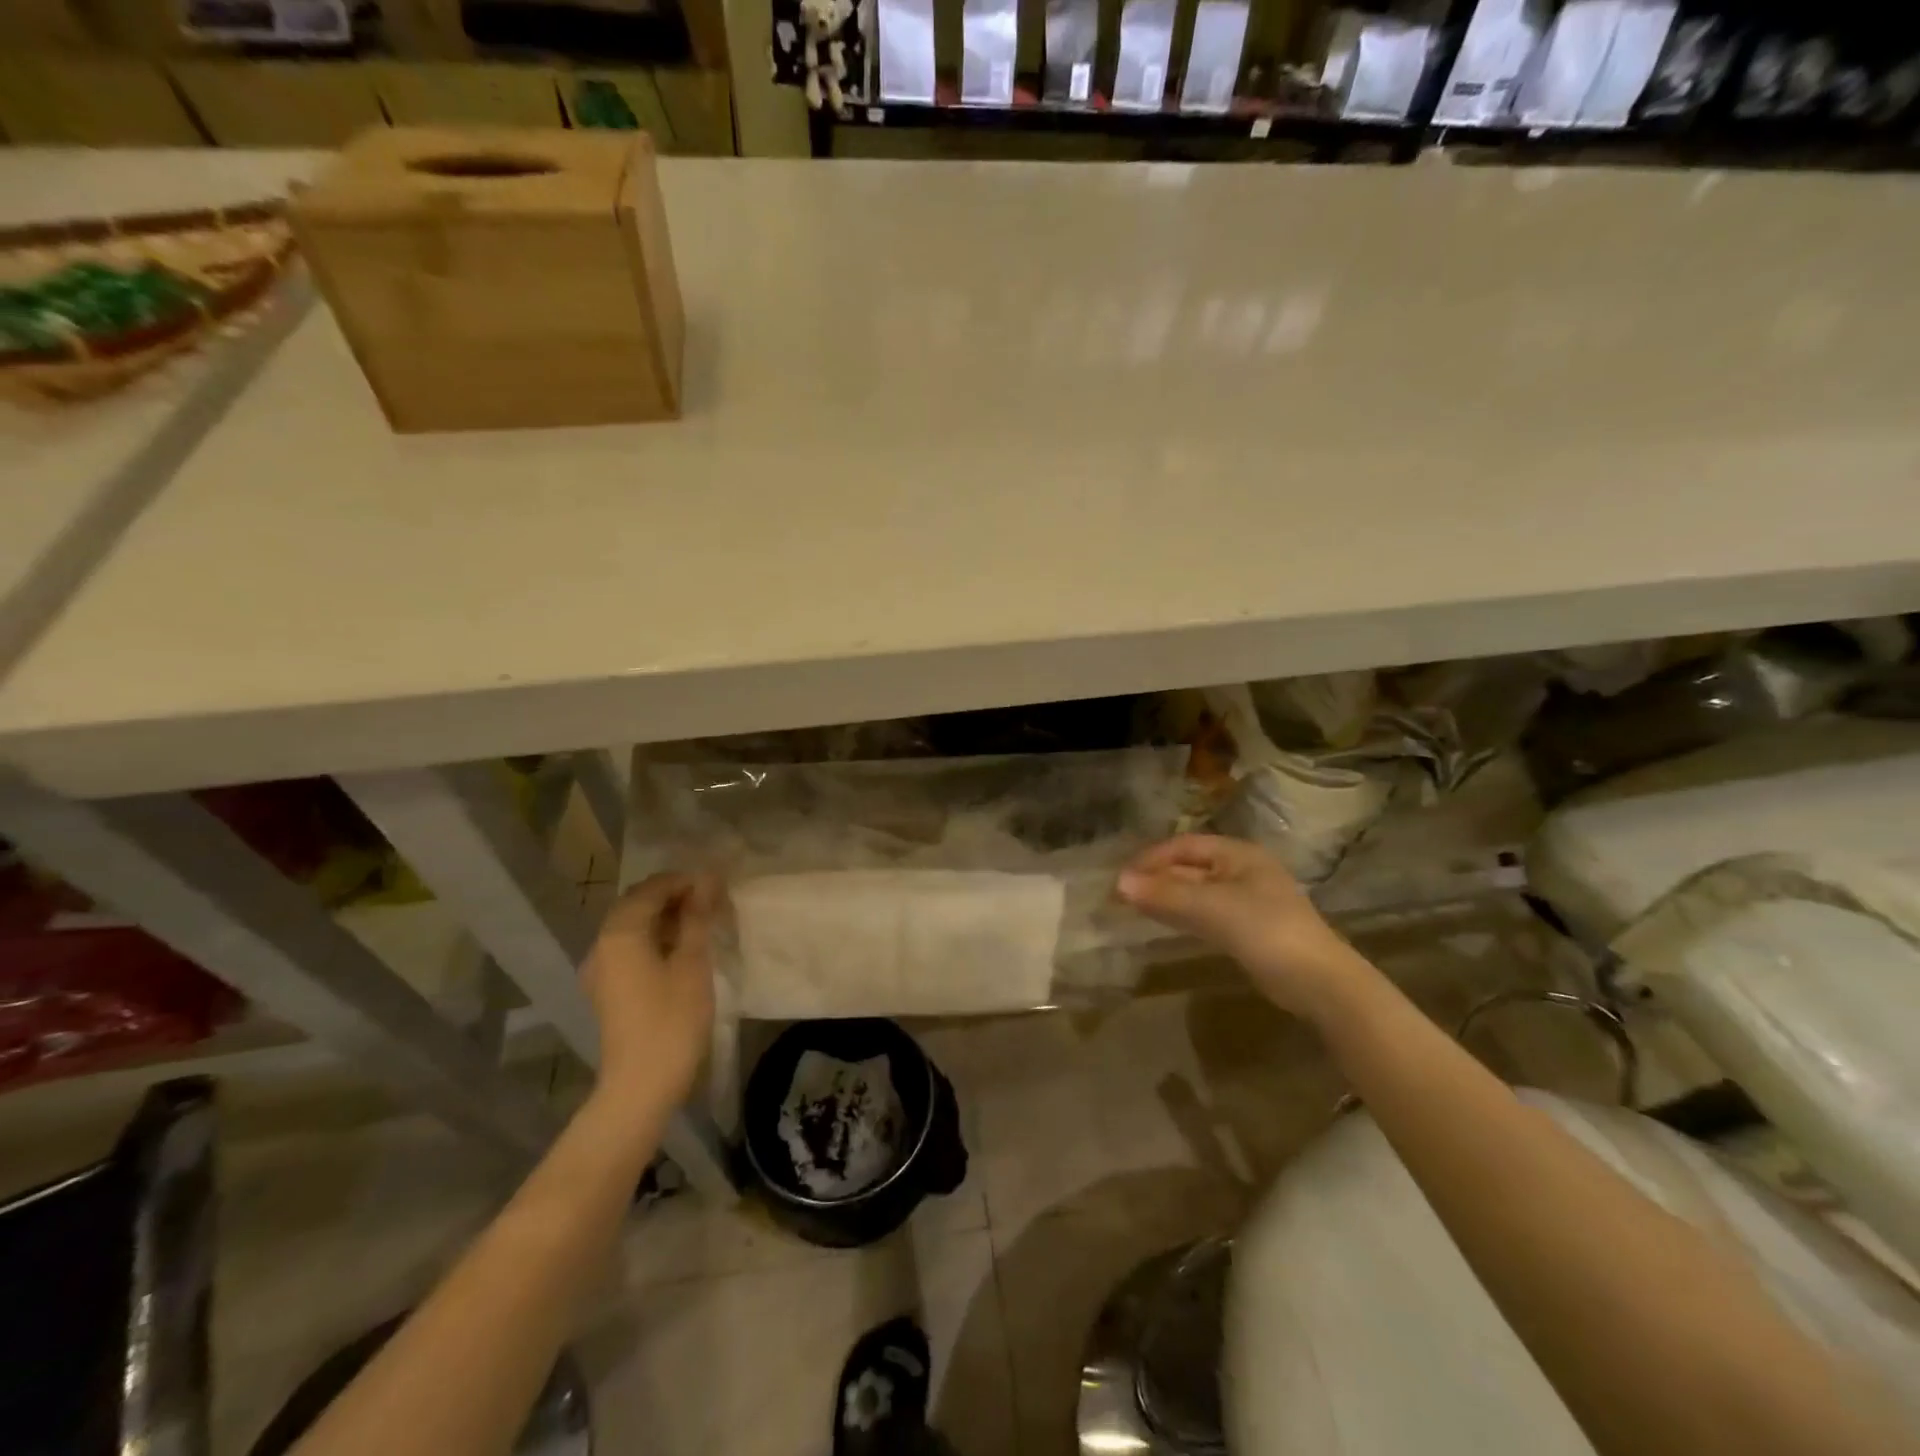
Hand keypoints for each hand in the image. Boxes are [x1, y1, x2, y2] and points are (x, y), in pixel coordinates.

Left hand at [580, 872, 717, 1110]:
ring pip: (633, 927)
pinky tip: (682, 950)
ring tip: (702, 924)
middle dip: (674, 897)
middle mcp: (602, 944)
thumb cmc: (672, 1019)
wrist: (641, 1084)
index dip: (684, 881)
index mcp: (620, 932)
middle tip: (712, 903)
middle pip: (638, 904)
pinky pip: (630, 948)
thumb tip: (707, 878)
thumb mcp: (692, 962)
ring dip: (666, 918)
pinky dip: (655, 939)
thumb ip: (697, 916)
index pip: (652, 888)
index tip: (718, 887)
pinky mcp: (608, 988)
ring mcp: (601, 969)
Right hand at [1117, 835, 1364, 1019]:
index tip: (1121, 876)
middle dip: (1156, 878)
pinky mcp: (1247, 929)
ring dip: (1165, 897)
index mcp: (1238, 854)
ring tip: (1132, 907)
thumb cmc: (1266, 931)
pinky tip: (1162, 922)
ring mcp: (1246, 901)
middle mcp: (1242, 871)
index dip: (1151, 858)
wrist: (1318, 982)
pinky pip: (1205, 913)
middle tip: (1120, 895)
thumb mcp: (1211, 908)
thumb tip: (1118, 882)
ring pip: (1195, 892)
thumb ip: (1165, 894)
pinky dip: (1181, 914)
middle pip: (1189, 868)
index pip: (1184, 845)